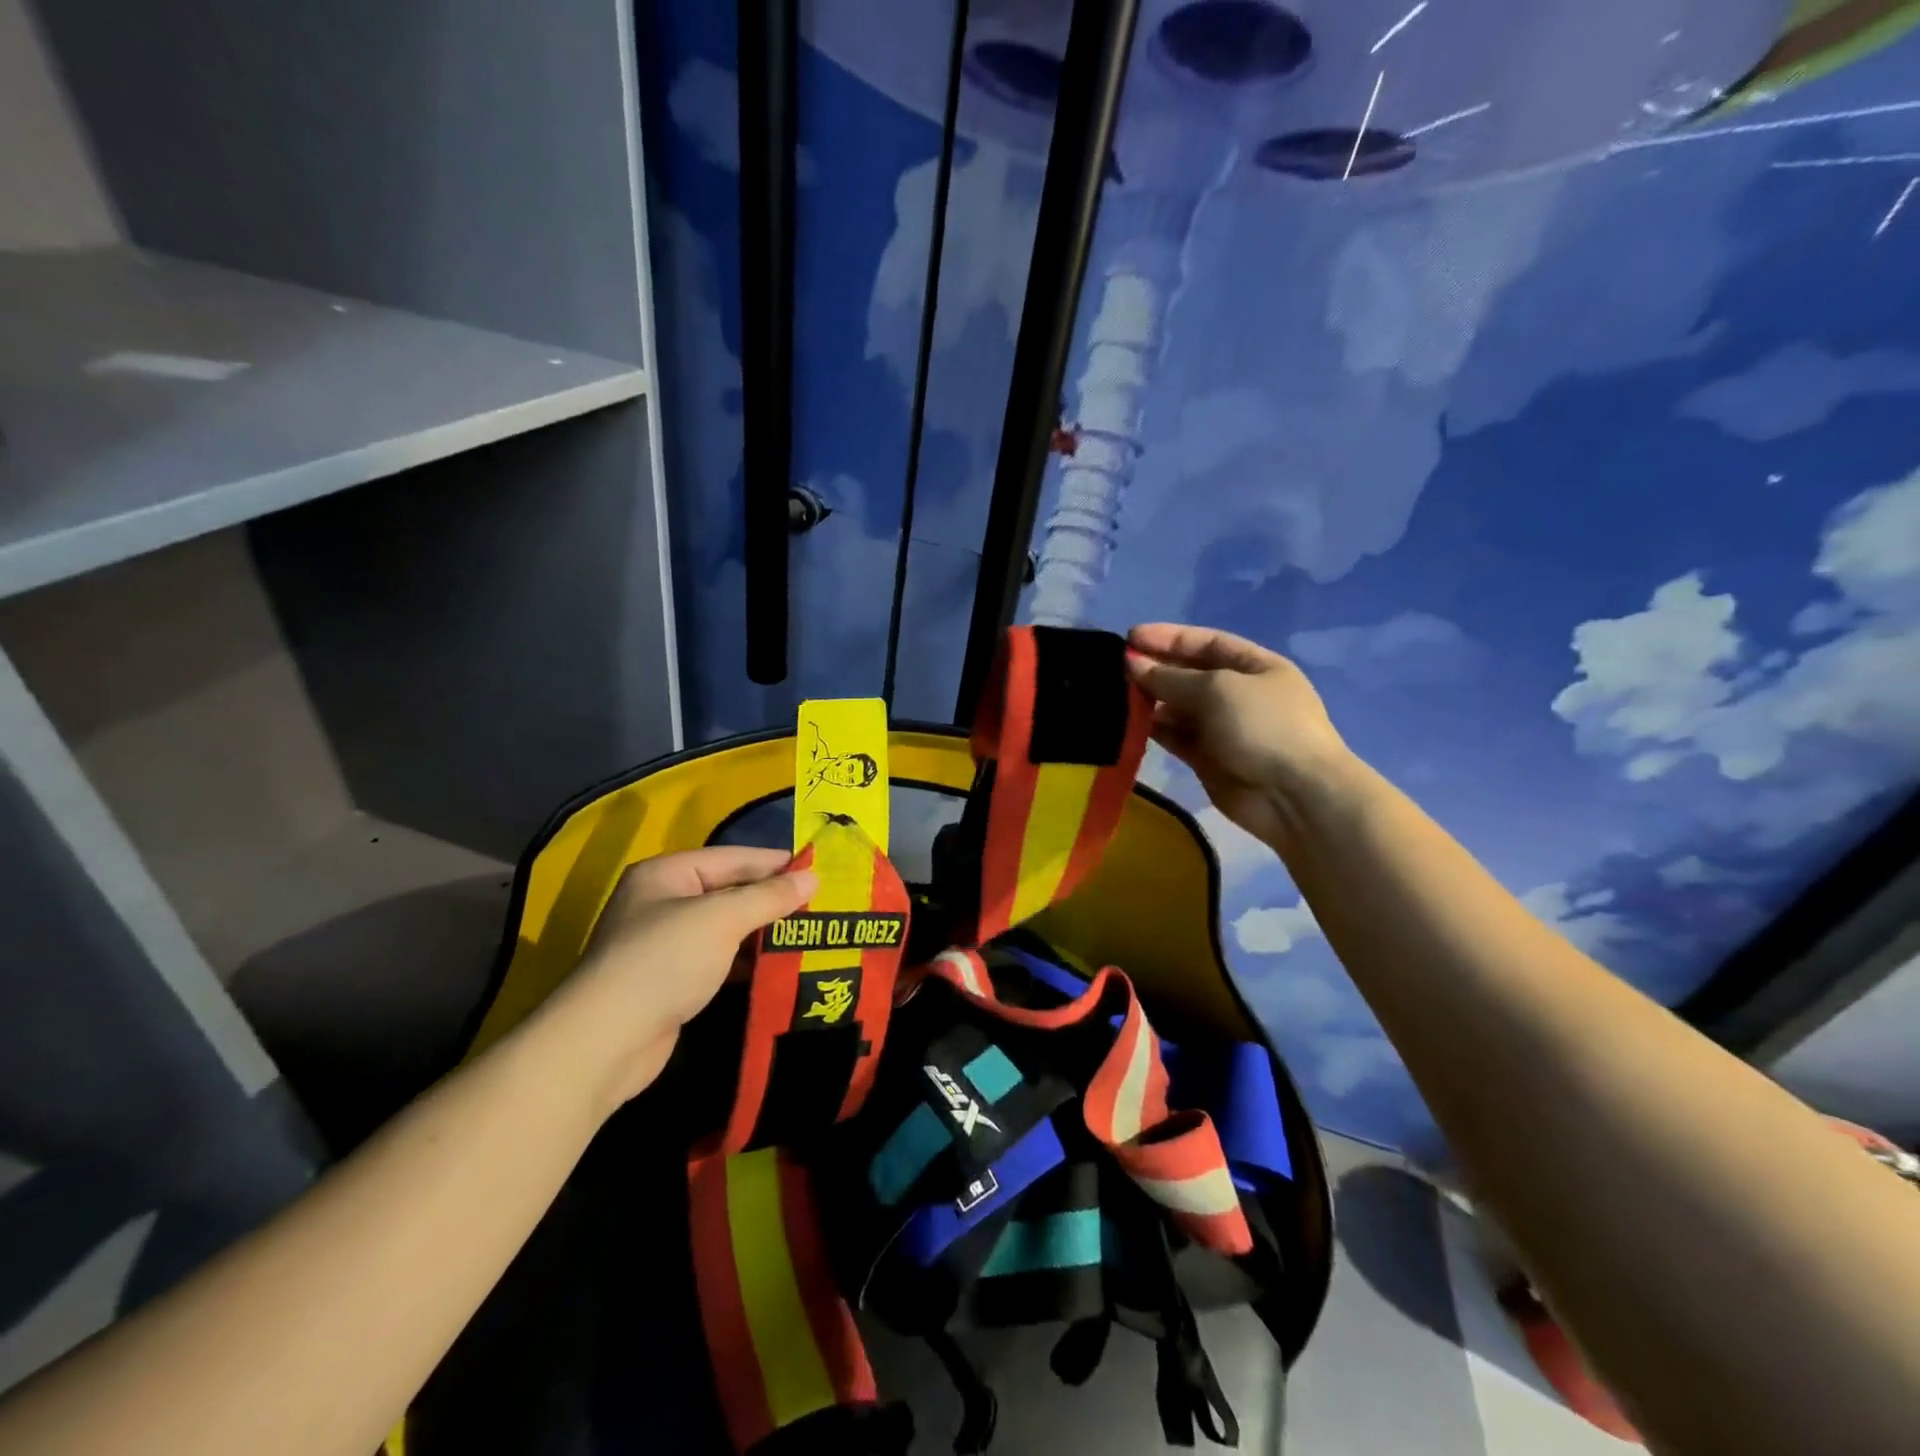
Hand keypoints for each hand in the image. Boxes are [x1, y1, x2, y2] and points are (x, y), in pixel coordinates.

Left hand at [541, 847, 816, 1110]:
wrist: (606, 1042)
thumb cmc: (664, 961)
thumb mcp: (721, 919)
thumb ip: (768, 896)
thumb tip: (813, 878)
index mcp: (667, 874)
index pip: (732, 858)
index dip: (774, 863)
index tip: (818, 869)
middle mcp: (662, 902)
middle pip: (728, 891)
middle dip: (771, 899)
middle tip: (819, 905)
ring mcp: (664, 943)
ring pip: (725, 928)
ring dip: (762, 932)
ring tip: (808, 934)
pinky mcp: (670, 981)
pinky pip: (718, 959)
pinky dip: (745, 961)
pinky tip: (776, 966)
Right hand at [1126, 622, 1354, 855]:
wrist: (1295, 796)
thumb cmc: (1263, 727)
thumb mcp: (1217, 689)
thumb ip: (1171, 677)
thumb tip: (1133, 664)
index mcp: (1255, 666)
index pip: (1206, 642)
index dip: (1169, 637)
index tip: (1130, 637)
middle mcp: (1239, 694)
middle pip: (1190, 674)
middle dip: (1155, 668)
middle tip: (1115, 668)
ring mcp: (1224, 728)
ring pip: (1178, 707)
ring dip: (1150, 700)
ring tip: (1116, 696)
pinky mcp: (1208, 760)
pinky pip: (1176, 737)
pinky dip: (1154, 730)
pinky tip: (1129, 724)